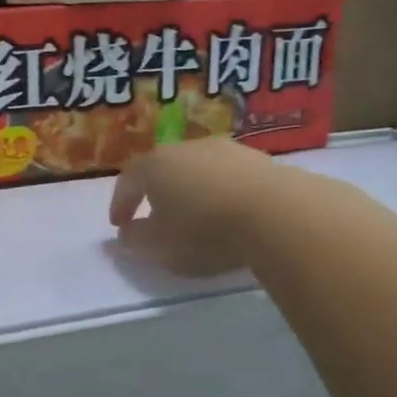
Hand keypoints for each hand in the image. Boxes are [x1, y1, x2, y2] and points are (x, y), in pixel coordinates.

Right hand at [109, 139, 278, 276]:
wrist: (277, 213)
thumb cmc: (205, 231)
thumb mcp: (160, 247)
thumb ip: (136, 240)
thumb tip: (127, 232)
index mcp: (154, 166)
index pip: (127, 181)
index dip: (120, 204)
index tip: (119, 226)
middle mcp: (185, 149)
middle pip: (162, 169)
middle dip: (155, 193)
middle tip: (154, 217)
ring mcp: (224, 149)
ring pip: (196, 170)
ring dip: (190, 191)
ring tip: (195, 216)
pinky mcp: (257, 158)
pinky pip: (226, 176)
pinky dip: (219, 191)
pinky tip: (227, 211)